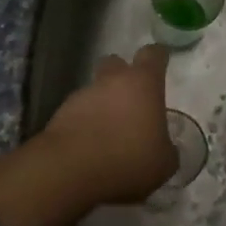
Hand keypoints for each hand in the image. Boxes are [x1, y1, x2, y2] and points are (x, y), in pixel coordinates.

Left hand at [38, 44, 176, 203]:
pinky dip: (85, 124)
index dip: (158, 57)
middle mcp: (111, 81)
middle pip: (116, 63)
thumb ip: (165, 149)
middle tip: (131, 100)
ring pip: (95, 90)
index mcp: (142, 84)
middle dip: (122, 75)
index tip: (161, 63)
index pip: (152, 54)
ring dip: (102, 104)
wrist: (71, 171)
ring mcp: (82, 95)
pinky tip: (90, 147)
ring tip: (109, 133)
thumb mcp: (163, 163)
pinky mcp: (60, 114)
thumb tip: (163, 148)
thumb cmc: (129, 159)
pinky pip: (78, 112)